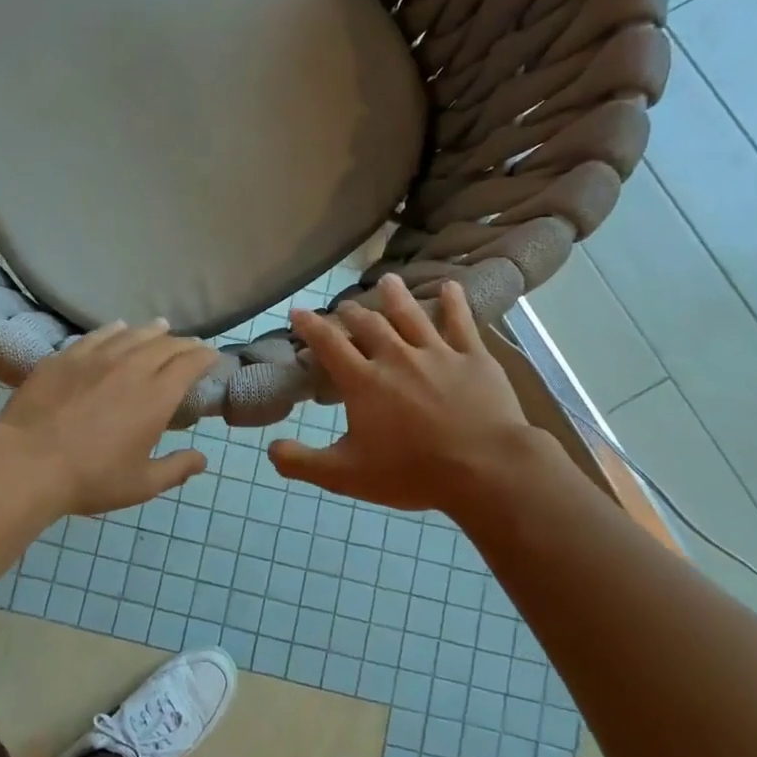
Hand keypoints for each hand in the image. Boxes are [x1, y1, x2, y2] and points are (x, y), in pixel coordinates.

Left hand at [0, 321, 218, 516]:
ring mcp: (96, 358)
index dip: (204, 357)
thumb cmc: (90, 478)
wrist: (28, 462)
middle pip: (164, 345)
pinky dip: (114, 330)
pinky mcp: (65, 357)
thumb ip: (176, 469)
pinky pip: (97, 335)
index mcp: (156, 397)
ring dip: (152, 331)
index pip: (189, 364)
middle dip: (183, 343)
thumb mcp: (141, 484)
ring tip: (161, 327)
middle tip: (190, 346)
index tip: (212, 356)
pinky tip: (117, 328)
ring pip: (132, 334)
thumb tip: (202, 459)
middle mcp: (131, 368)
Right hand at [268, 275, 536, 512]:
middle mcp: (396, 357)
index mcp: (363, 381)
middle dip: (352, 313)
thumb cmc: (411, 473)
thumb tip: (270, 448)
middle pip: (369, 325)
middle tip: (344, 307)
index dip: (310, 325)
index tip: (298, 311)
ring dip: (396, 297)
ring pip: (411, 315)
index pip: (329, 344)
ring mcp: (437, 353)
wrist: (485, 469)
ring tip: (387, 281)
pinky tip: (450, 287)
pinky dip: (454, 303)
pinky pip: (461, 323)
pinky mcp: (473, 358)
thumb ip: (302, 462)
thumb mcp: (345, 476)